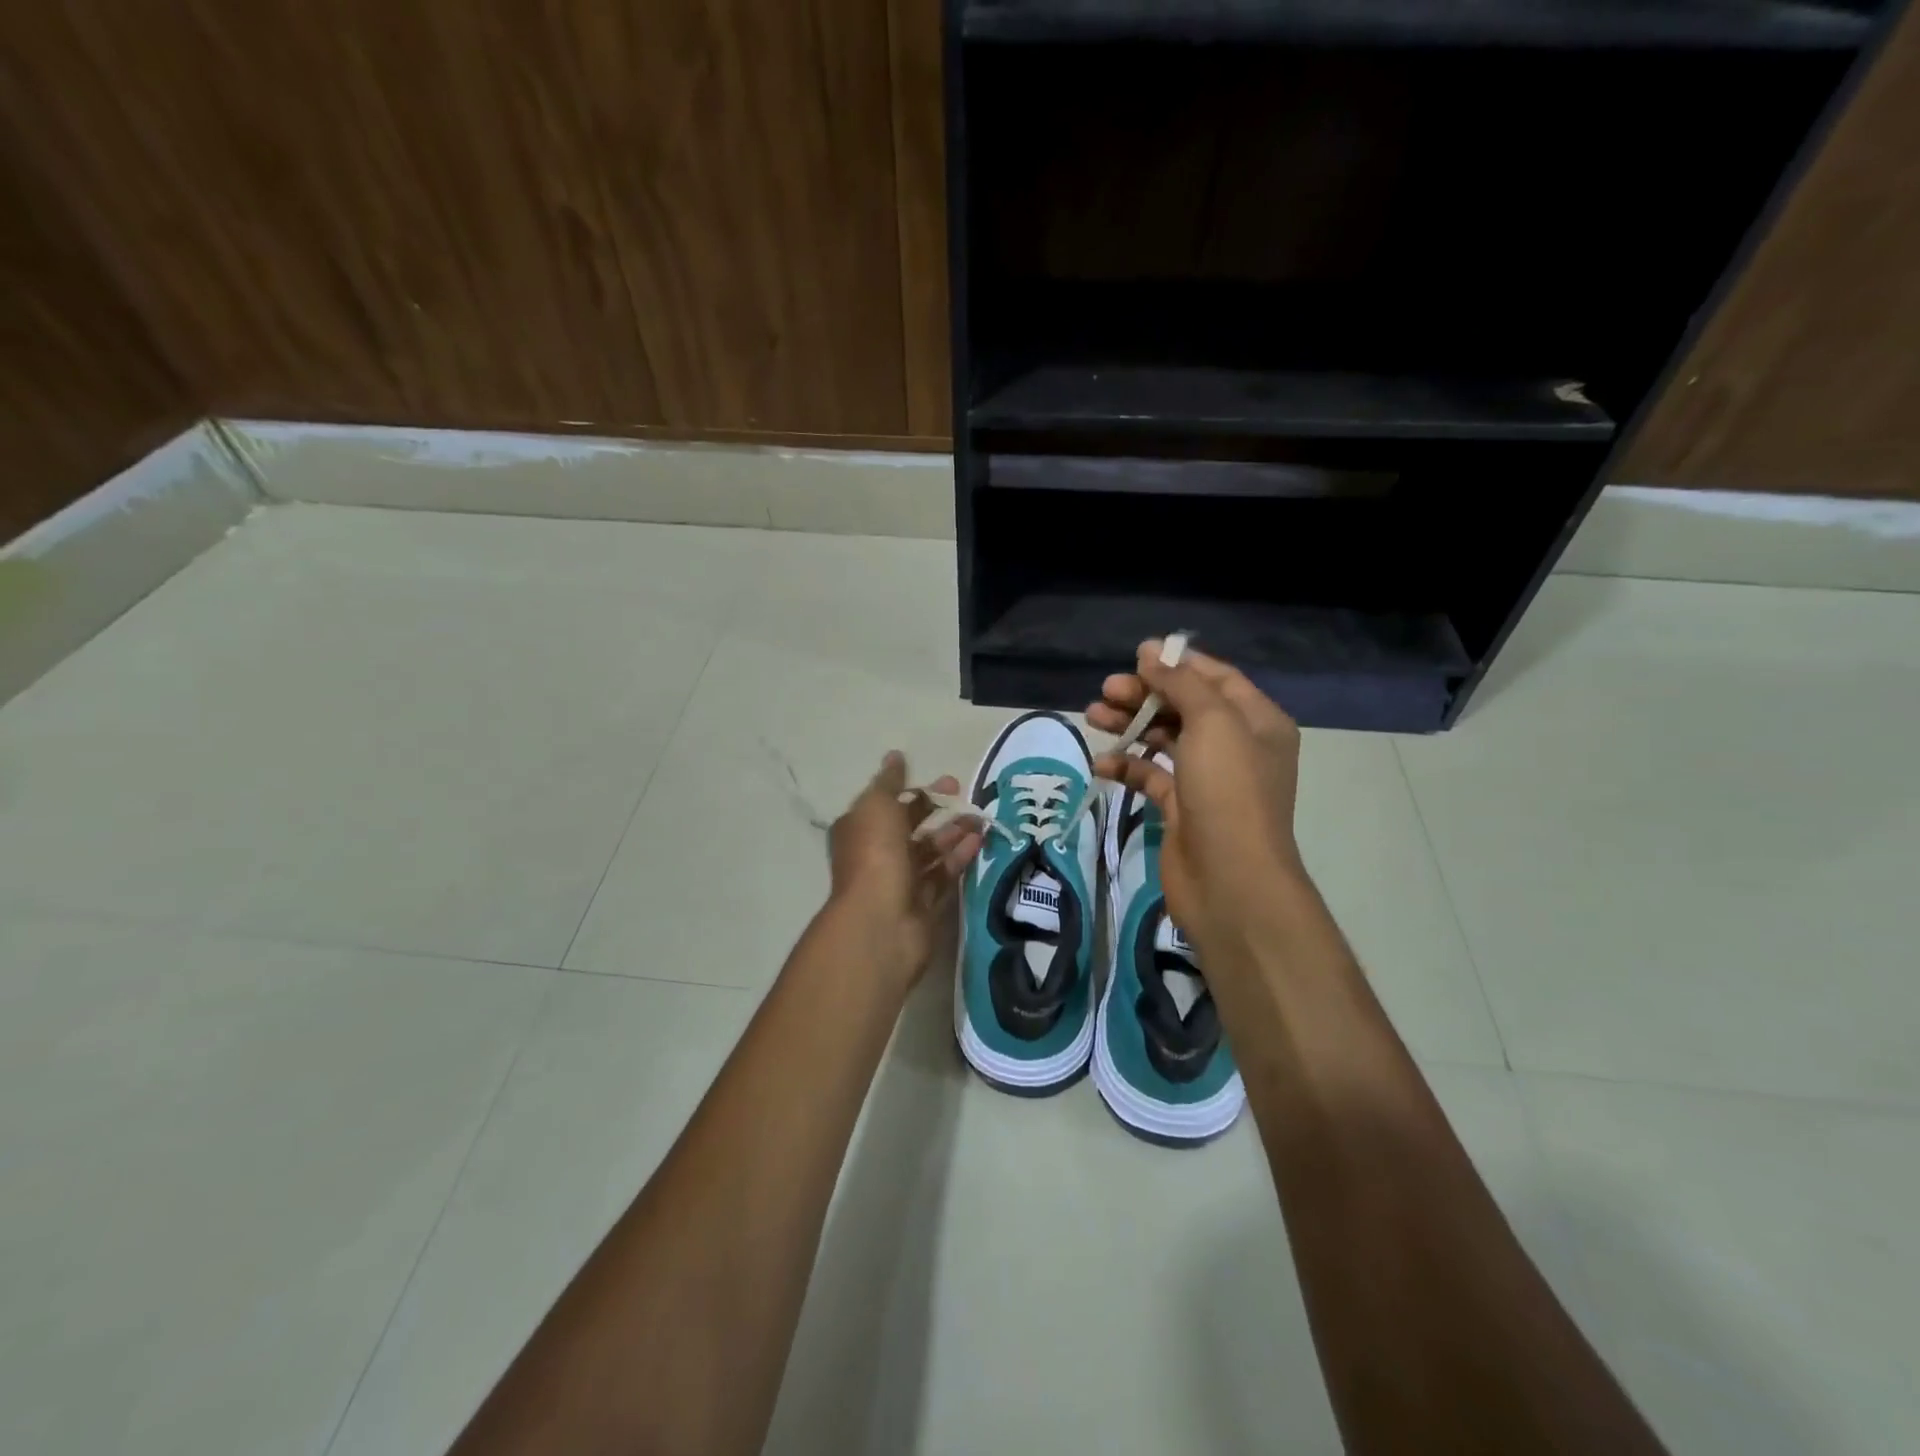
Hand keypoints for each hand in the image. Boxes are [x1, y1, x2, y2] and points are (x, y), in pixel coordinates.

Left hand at [825, 751, 981, 985]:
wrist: (880, 923)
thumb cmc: (874, 856)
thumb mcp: (877, 807)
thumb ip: (889, 782)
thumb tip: (895, 757)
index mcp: (860, 830)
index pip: (887, 804)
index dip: (914, 790)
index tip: (944, 780)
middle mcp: (877, 854)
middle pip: (910, 826)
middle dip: (937, 809)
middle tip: (966, 794)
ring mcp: (900, 881)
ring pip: (930, 851)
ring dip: (953, 833)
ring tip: (980, 819)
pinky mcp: (923, 904)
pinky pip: (943, 875)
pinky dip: (958, 858)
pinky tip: (979, 842)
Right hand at [1086, 641, 1305, 958]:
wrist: (1230, 880)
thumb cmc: (1228, 790)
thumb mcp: (1212, 723)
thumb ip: (1181, 683)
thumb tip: (1151, 651)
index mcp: (1256, 721)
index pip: (1216, 678)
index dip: (1178, 664)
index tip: (1136, 656)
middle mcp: (1235, 746)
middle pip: (1184, 707)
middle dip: (1145, 695)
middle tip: (1106, 690)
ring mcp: (1207, 779)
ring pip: (1164, 740)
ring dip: (1130, 725)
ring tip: (1093, 716)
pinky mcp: (1181, 808)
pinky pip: (1150, 776)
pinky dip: (1127, 766)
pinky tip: (1102, 762)